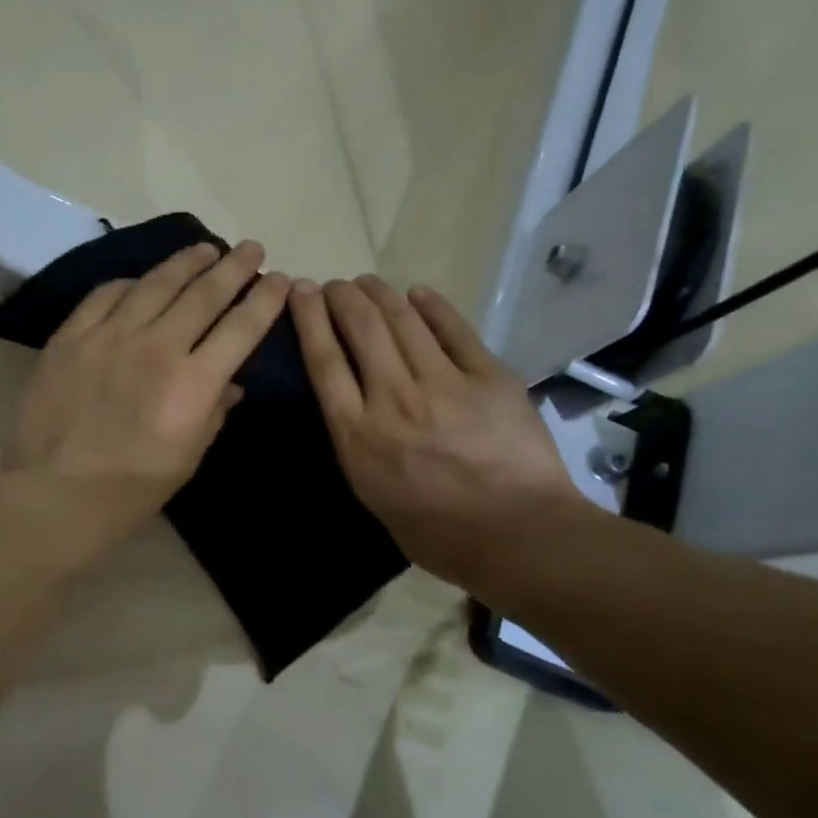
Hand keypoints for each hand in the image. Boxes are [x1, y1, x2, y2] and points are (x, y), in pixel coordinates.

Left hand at [0, 240, 290, 563]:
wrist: (54, 495)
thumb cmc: (130, 491)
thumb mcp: (188, 459)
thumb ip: (213, 412)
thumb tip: (231, 382)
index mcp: (193, 384)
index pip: (241, 327)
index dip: (264, 299)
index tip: (279, 279)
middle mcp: (157, 347)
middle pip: (203, 294)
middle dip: (233, 267)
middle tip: (251, 248)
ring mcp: (109, 337)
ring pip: (155, 283)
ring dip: (185, 262)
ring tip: (204, 248)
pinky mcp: (70, 337)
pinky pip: (105, 295)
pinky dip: (130, 283)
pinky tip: (141, 280)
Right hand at [289, 275, 586, 599]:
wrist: (516, 536)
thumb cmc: (435, 532)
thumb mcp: (371, 493)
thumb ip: (356, 443)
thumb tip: (353, 405)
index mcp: (358, 434)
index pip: (324, 361)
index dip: (309, 318)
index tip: (300, 291)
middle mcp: (393, 399)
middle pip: (361, 328)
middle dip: (342, 296)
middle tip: (335, 285)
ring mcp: (444, 383)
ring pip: (403, 321)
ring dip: (379, 293)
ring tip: (368, 282)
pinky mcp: (488, 377)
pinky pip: (455, 331)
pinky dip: (433, 306)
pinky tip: (418, 293)